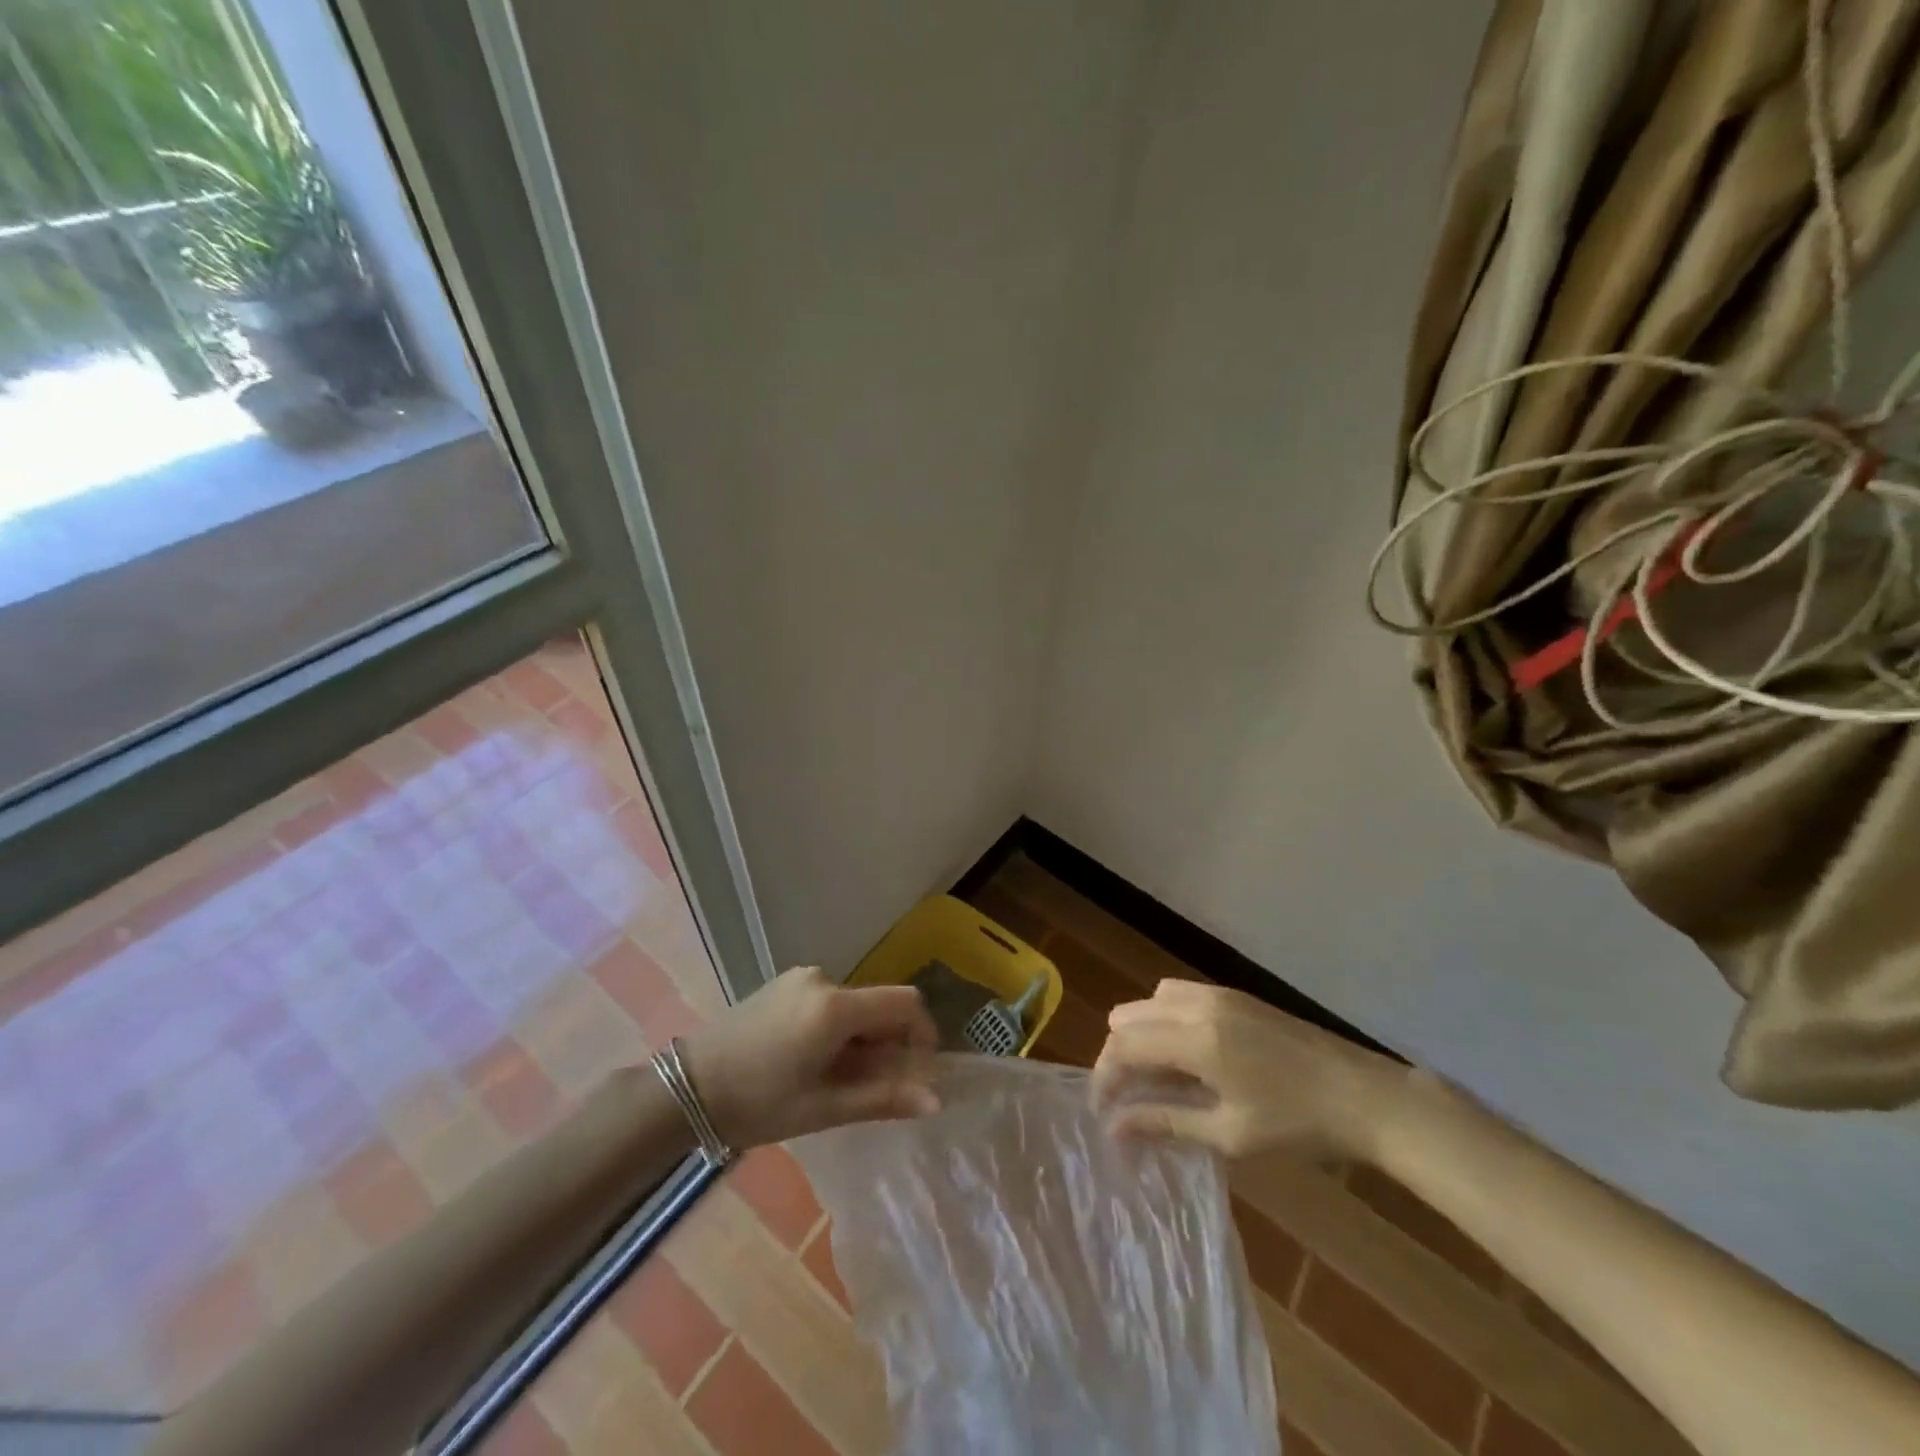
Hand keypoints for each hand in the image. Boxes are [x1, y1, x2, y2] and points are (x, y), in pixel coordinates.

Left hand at [682, 966, 939, 1148]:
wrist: (687, 1087)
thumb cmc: (757, 1103)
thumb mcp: (823, 1108)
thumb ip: (882, 1098)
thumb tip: (934, 1099)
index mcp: (836, 1006)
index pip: (905, 1002)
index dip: (923, 1032)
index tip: (918, 1070)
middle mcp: (823, 979)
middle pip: (877, 1005)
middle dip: (886, 1043)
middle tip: (872, 1088)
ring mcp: (799, 979)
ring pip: (852, 1006)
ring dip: (859, 1038)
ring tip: (836, 1081)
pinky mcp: (782, 985)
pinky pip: (827, 1002)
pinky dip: (835, 1028)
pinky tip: (811, 1062)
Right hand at [1091, 980, 1408, 1162]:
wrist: (1364, 1096)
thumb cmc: (1298, 1125)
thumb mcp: (1229, 1134)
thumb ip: (1166, 1121)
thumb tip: (1114, 1126)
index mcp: (1195, 1040)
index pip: (1124, 1045)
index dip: (1104, 1077)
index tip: (1102, 1111)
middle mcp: (1197, 1006)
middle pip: (1127, 1016)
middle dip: (1118, 1054)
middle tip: (1129, 1098)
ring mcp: (1216, 995)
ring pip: (1149, 1001)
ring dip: (1140, 1034)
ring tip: (1156, 1077)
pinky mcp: (1233, 995)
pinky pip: (1176, 995)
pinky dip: (1164, 1020)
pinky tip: (1186, 1055)